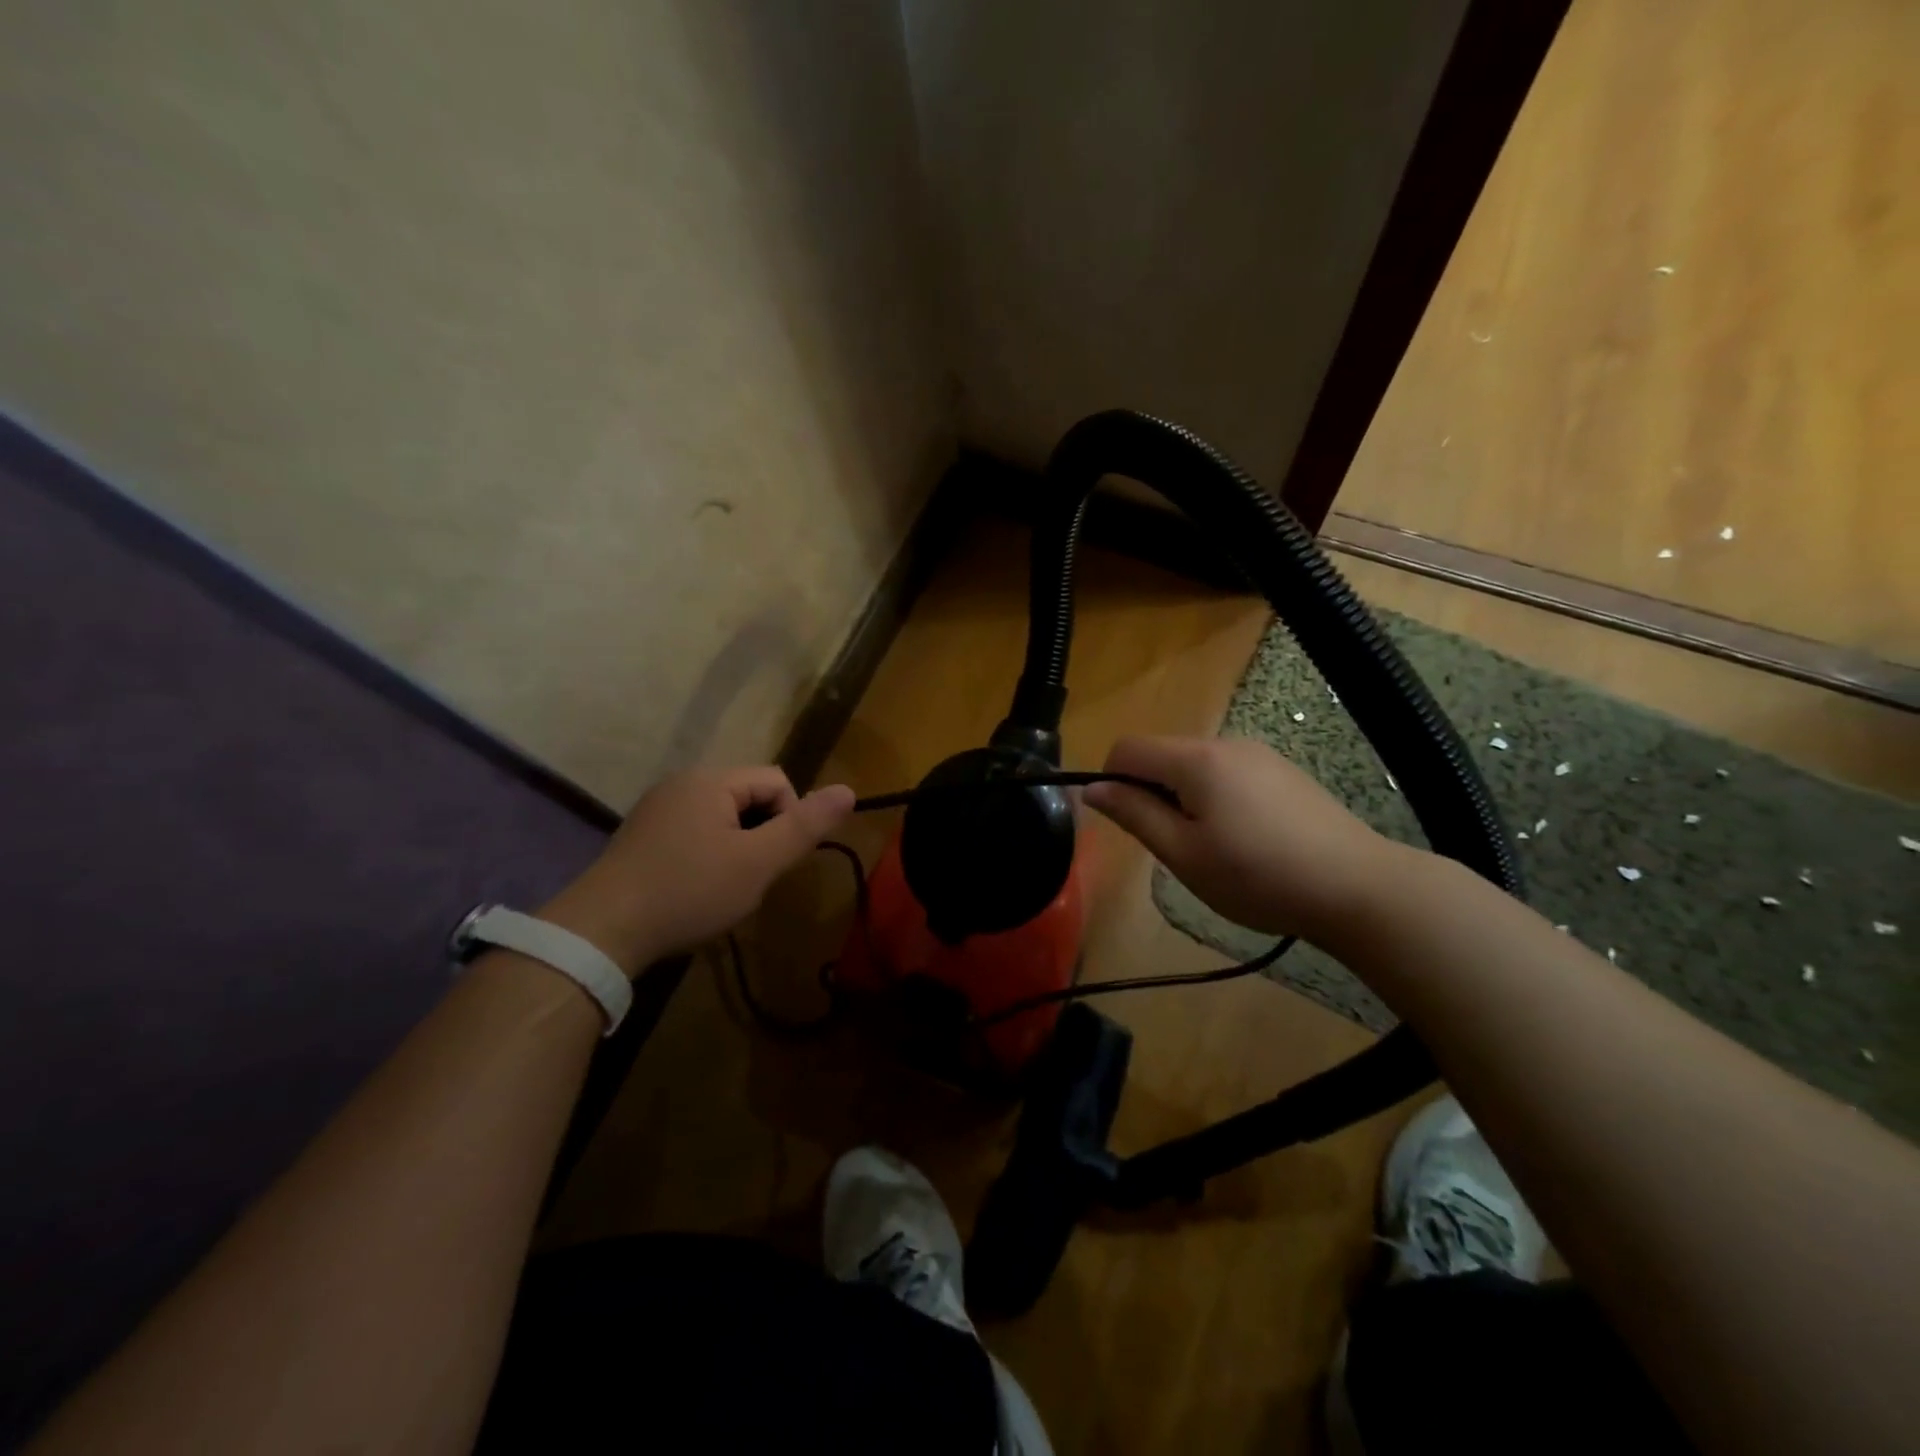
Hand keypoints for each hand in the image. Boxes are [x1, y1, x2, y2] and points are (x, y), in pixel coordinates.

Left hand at [539, 766, 854, 972]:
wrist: (601, 931)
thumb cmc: (689, 891)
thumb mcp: (758, 862)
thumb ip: (805, 826)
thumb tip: (848, 790)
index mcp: (711, 780)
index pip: (777, 781)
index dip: (790, 819)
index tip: (774, 862)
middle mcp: (681, 783)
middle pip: (749, 797)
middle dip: (761, 834)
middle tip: (751, 878)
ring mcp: (656, 809)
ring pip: (721, 818)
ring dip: (736, 848)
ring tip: (724, 888)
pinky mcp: (640, 836)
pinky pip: (693, 833)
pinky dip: (707, 856)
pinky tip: (695, 890)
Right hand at [1082, 735, 1397, 945]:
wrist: (1358, 887)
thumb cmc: (1259, 876)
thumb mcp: (1183, 853)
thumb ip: (1133, 814)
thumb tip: (1091, 788)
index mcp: (1196, 759)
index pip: (1127, 748)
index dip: (1111, 781)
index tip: (1130, 825)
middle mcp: (1226, 743)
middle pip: (1162, 756)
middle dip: (1151, 794)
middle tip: (1176, 847)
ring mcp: (1259, 755)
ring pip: (1194, 767)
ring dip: (1184, 799)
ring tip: (1213, 850)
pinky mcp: (1283, 771)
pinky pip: (1227, 774)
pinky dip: (1216, 799)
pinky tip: (1246, 840)